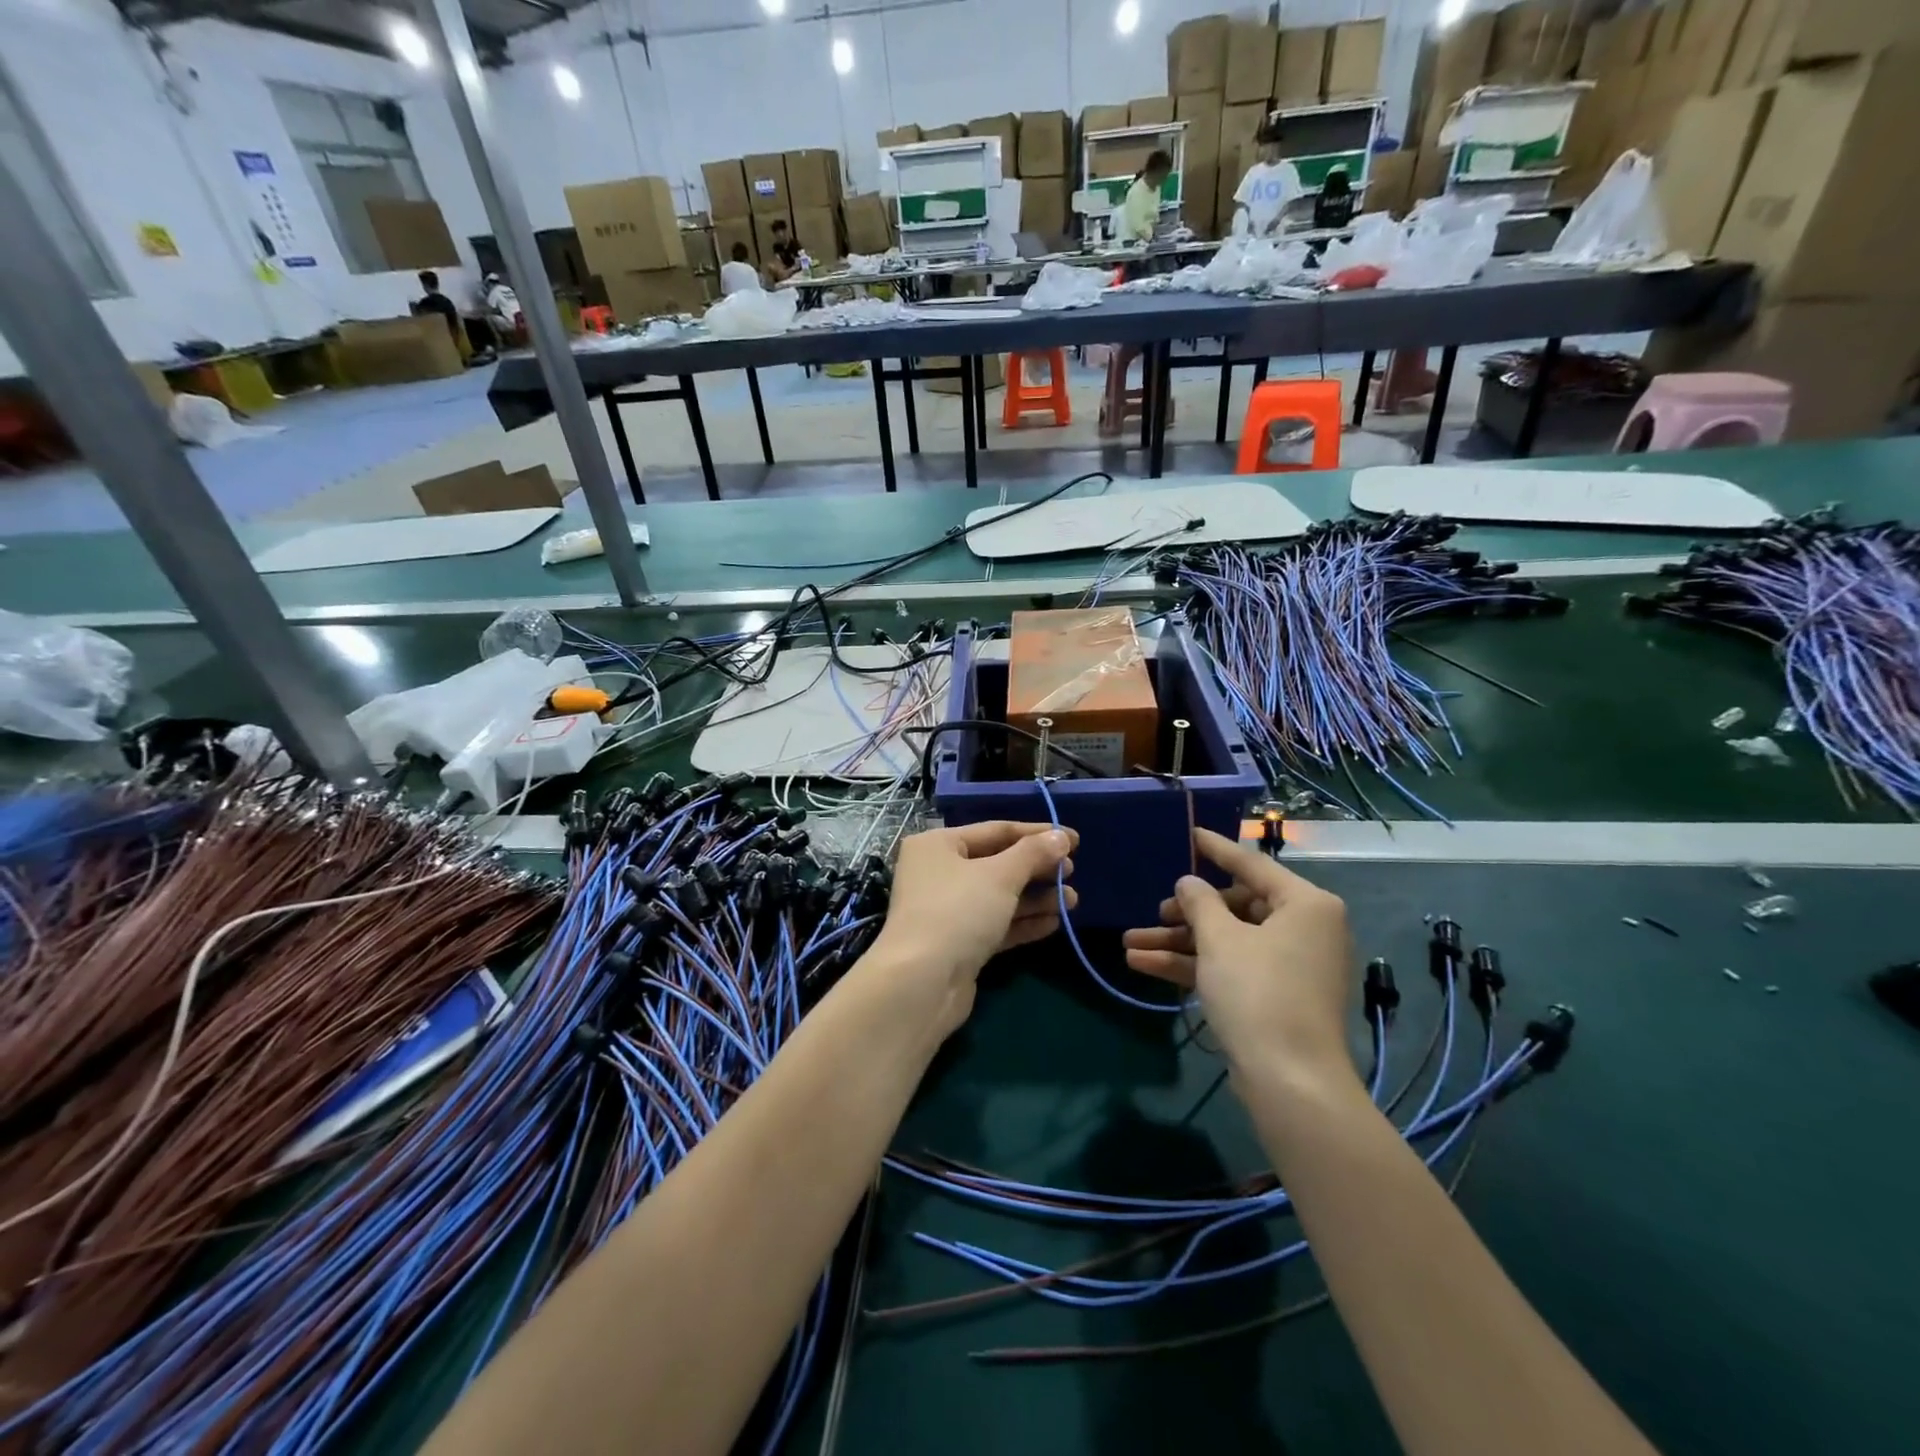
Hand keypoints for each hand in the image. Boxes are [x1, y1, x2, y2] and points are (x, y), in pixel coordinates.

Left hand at [865, 823, 1077, 1038]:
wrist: (922, 983)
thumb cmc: (958, 912)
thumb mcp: (1000, 876)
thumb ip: (1033, 853)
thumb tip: (1061, 837)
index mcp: (938, 845)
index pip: (996, 830)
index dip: (1037, 833)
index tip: (1074, 839)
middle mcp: (939, 872)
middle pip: (998, 863)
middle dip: (1037, 868)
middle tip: (1072, 872)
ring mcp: (947, 910)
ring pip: (999, 897)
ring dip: (1036, 897)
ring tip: (1073, 900)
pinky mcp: (958, 943)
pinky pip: (996, 924)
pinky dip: (1023, 922)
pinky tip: (1054, 923)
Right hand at [1122, 828, 1355, 1086]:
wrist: (1290, 1082)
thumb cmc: (1258, 992)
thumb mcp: (1220, 939)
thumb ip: (1199, 902)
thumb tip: (1189, 883)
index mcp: (1305, 904)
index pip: (1251, 864)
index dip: (1215, 849)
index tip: (1190, 832)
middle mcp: (1302, 929)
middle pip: (1235, 907)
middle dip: (1186, 913)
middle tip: (1154, 912)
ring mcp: (1288, 965)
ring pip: (1225, 941)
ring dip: (1178, 942)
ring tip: (1129, 943)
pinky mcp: (1273, 996)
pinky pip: (1229, 968)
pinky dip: (1191, 966)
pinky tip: (1143, 965)